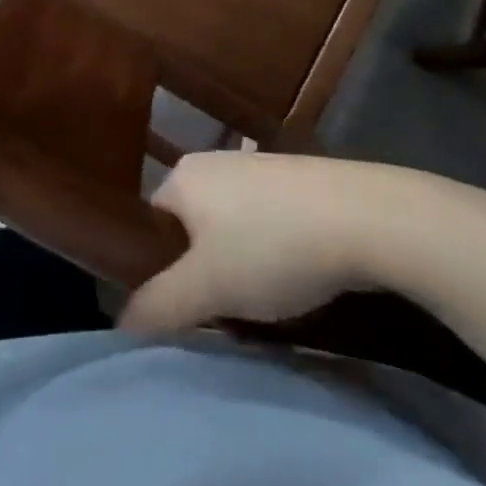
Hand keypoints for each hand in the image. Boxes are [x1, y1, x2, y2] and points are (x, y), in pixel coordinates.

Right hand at [120, 152, 383, 331]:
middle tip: (224, 309)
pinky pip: (265, 220)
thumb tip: (119, 323)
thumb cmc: (272, 247)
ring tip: (264, 298)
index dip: (159, 270)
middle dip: (202, 271)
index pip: (149, 225)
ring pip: (229, 227)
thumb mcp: (208, 288)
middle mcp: (213, 162)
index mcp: (182, 176)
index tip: (184, 306)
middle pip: (190, 228)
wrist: (366, 217)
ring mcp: (257, 166)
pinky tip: (295, 274)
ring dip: (238, 264)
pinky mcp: (294, 178)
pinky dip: (271, 249)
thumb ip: (158, 305)